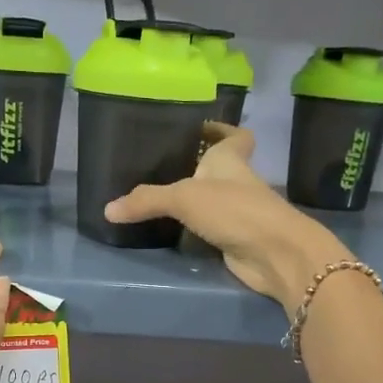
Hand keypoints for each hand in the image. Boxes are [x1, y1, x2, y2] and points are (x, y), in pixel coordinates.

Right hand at [104, 124, 351, 313]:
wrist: (274, 254)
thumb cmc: (234, 210)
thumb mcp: (184, 198)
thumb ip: (146, 200)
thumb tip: (107, 209)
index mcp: (230, 160)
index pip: (235, 136)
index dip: (221, 130)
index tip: (201, 128)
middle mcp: (237, 181)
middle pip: (220, 167)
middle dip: (197, 165)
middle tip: (162, 164)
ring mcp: (239, 211)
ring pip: (214, 198)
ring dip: (194, 198)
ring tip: (158, 195)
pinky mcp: (236, 238)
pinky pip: (210, 227)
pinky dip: (194, 227)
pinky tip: (171, 229)